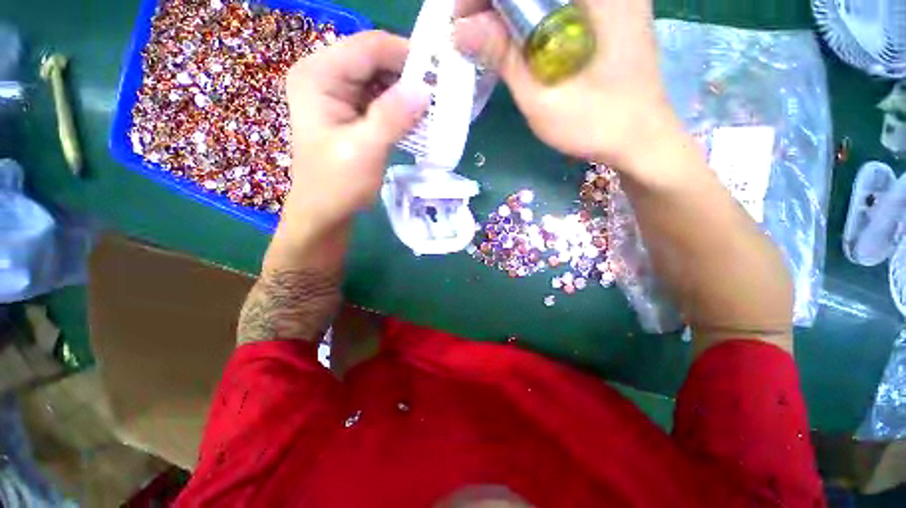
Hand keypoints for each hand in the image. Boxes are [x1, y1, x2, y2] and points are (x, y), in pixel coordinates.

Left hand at [283, 31, 429, 233]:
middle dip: (409, 76)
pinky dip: (401, 108)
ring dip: (408, 94)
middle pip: (376, 60)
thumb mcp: (364, 150)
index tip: (439, 74)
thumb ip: (392, 117)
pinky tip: (418, 121)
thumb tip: (425, 88)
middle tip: (441, 95)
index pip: (369, 47)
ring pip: (381, 79)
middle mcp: (326, 75)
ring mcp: (338, 94)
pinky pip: (381, 100)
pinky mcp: (351, 112)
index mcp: (319, 75)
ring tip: (434, 109)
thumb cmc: (337, 185)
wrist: (325, 212)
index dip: (406, 55)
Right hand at [454, 0, 685, 174]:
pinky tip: (522, 42)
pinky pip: (561, 5)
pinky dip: (533, 18)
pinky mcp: (611, 12)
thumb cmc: (594, 124)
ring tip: (492, 41)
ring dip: (513, 12)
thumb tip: (460, 30)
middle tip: (474, 35)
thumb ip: (504, 56)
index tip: (461, 22)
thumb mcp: (540, 96)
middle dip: (496, 5)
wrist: (641, 140)